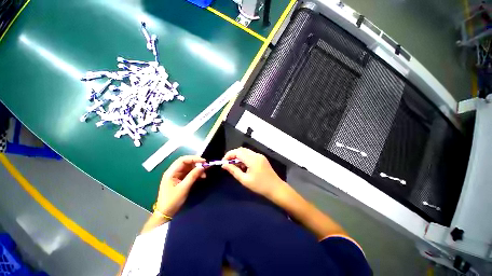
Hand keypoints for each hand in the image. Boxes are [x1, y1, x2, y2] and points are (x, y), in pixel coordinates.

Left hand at [155, 156, 205, 216]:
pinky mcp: (179, 179)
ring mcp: (176, 175)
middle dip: (196, 163)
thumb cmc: (173, 200)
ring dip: (197, 169)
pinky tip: (201, 176)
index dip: (193, 158)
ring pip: (188, 167)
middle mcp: (173, 171)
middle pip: (186, 162)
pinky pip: (189, 173)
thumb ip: (193, 176)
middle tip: (205, 166)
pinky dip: (195, 173)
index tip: (204, 161)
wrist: (165, 213)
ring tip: (204, 174)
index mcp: (171, 172)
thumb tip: (202, 167)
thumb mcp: (184, 188)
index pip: (182, 160)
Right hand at [222, 147, 285, 198]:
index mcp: (252, 159)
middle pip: (241, 150)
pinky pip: (250, 155)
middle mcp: (256, 155)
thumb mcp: (245, 180)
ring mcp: (260, 156)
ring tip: (235, 167)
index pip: (238, 152)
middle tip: (228, 164)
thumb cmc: (260, 186)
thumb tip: (224, 165)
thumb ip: (234, 171)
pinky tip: (243, 167)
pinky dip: (244, 159)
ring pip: (246, 152)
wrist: (276, 188)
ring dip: (239, 157)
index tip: (223, 162)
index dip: (229, 155)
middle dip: (233, 155)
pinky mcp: (262, 158)